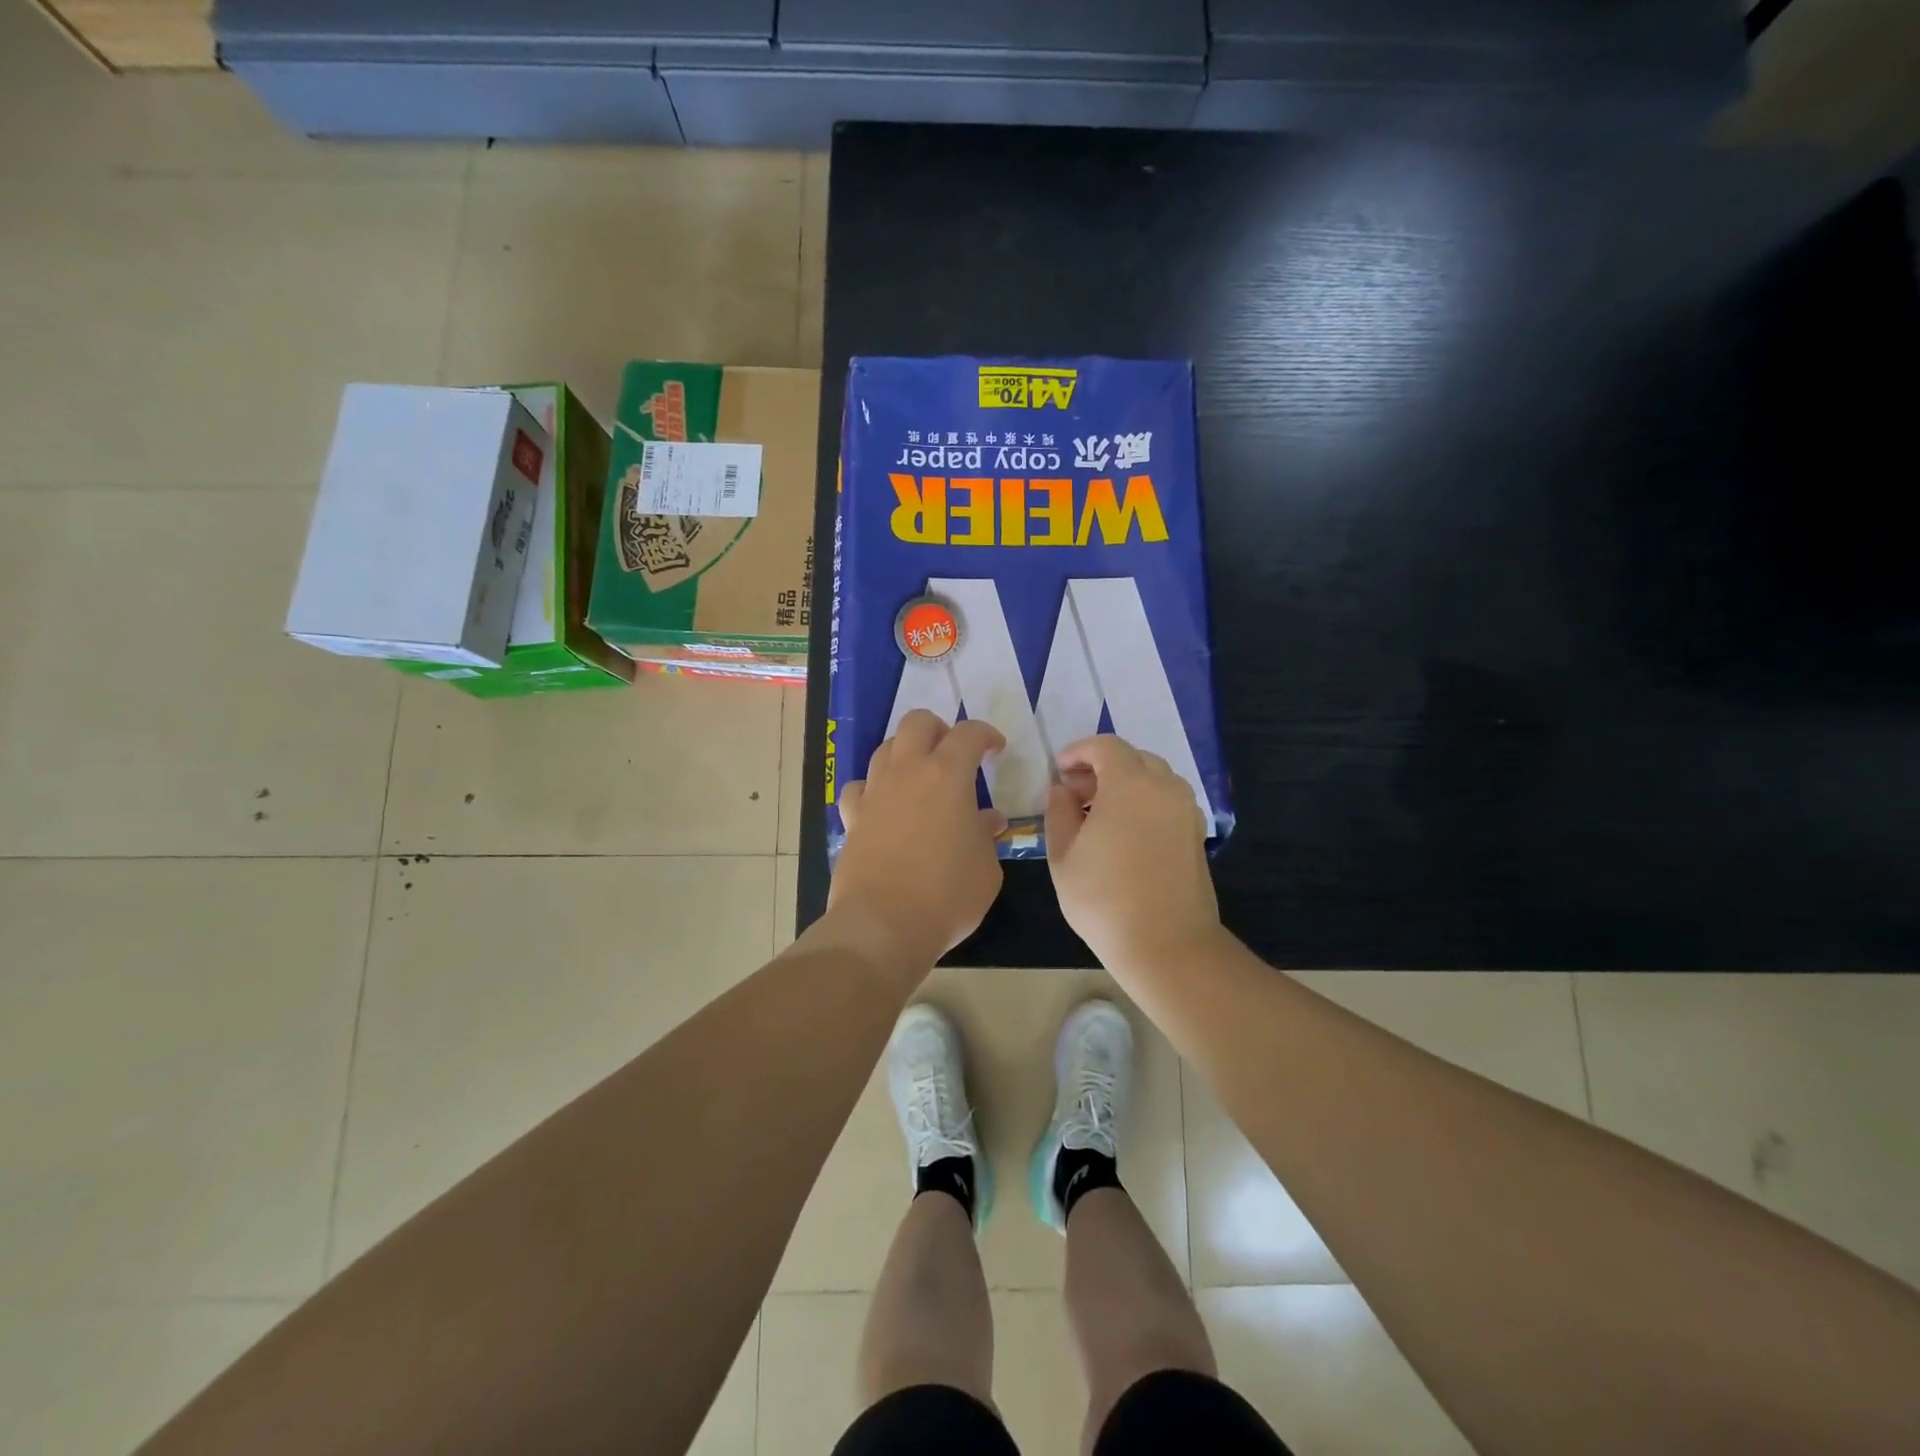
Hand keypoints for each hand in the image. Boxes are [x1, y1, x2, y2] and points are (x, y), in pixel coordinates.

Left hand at [829, 710, 1007, 970]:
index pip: (968, 733)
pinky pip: (860, 787)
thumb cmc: (947, 895)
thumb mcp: (986, 868)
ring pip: (885, 748)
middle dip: (938, 729)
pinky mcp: (852, 817)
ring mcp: (874, 792)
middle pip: (917, 722)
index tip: (995, 750)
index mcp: (947, 775)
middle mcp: (907, 772)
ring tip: (920, 778)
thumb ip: (986, 836)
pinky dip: (874, 789)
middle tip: (953, 753)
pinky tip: (884, 806)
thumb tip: (985, 821)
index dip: (986, 734)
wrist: (883, 925)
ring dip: (906, 753)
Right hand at [1044, 734, 1221, 974]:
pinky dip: (1144, 802)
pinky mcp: (1196, 833)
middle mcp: (1165, 787)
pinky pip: (1167, 801)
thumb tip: (1061, 790)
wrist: (1167, 946)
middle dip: (1101, 768)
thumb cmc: (1104, 899)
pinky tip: (1124, 833)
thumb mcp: (1064, 856)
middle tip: (1075, 793)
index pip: (1105, 746)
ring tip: (1098, 815)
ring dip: (1124, 785)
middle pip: (1132, 758)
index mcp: (1130, 784)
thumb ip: (1059, 812)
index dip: (1078, 751)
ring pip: (1153, 779)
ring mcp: (1186, 810)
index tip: (1059, 771)